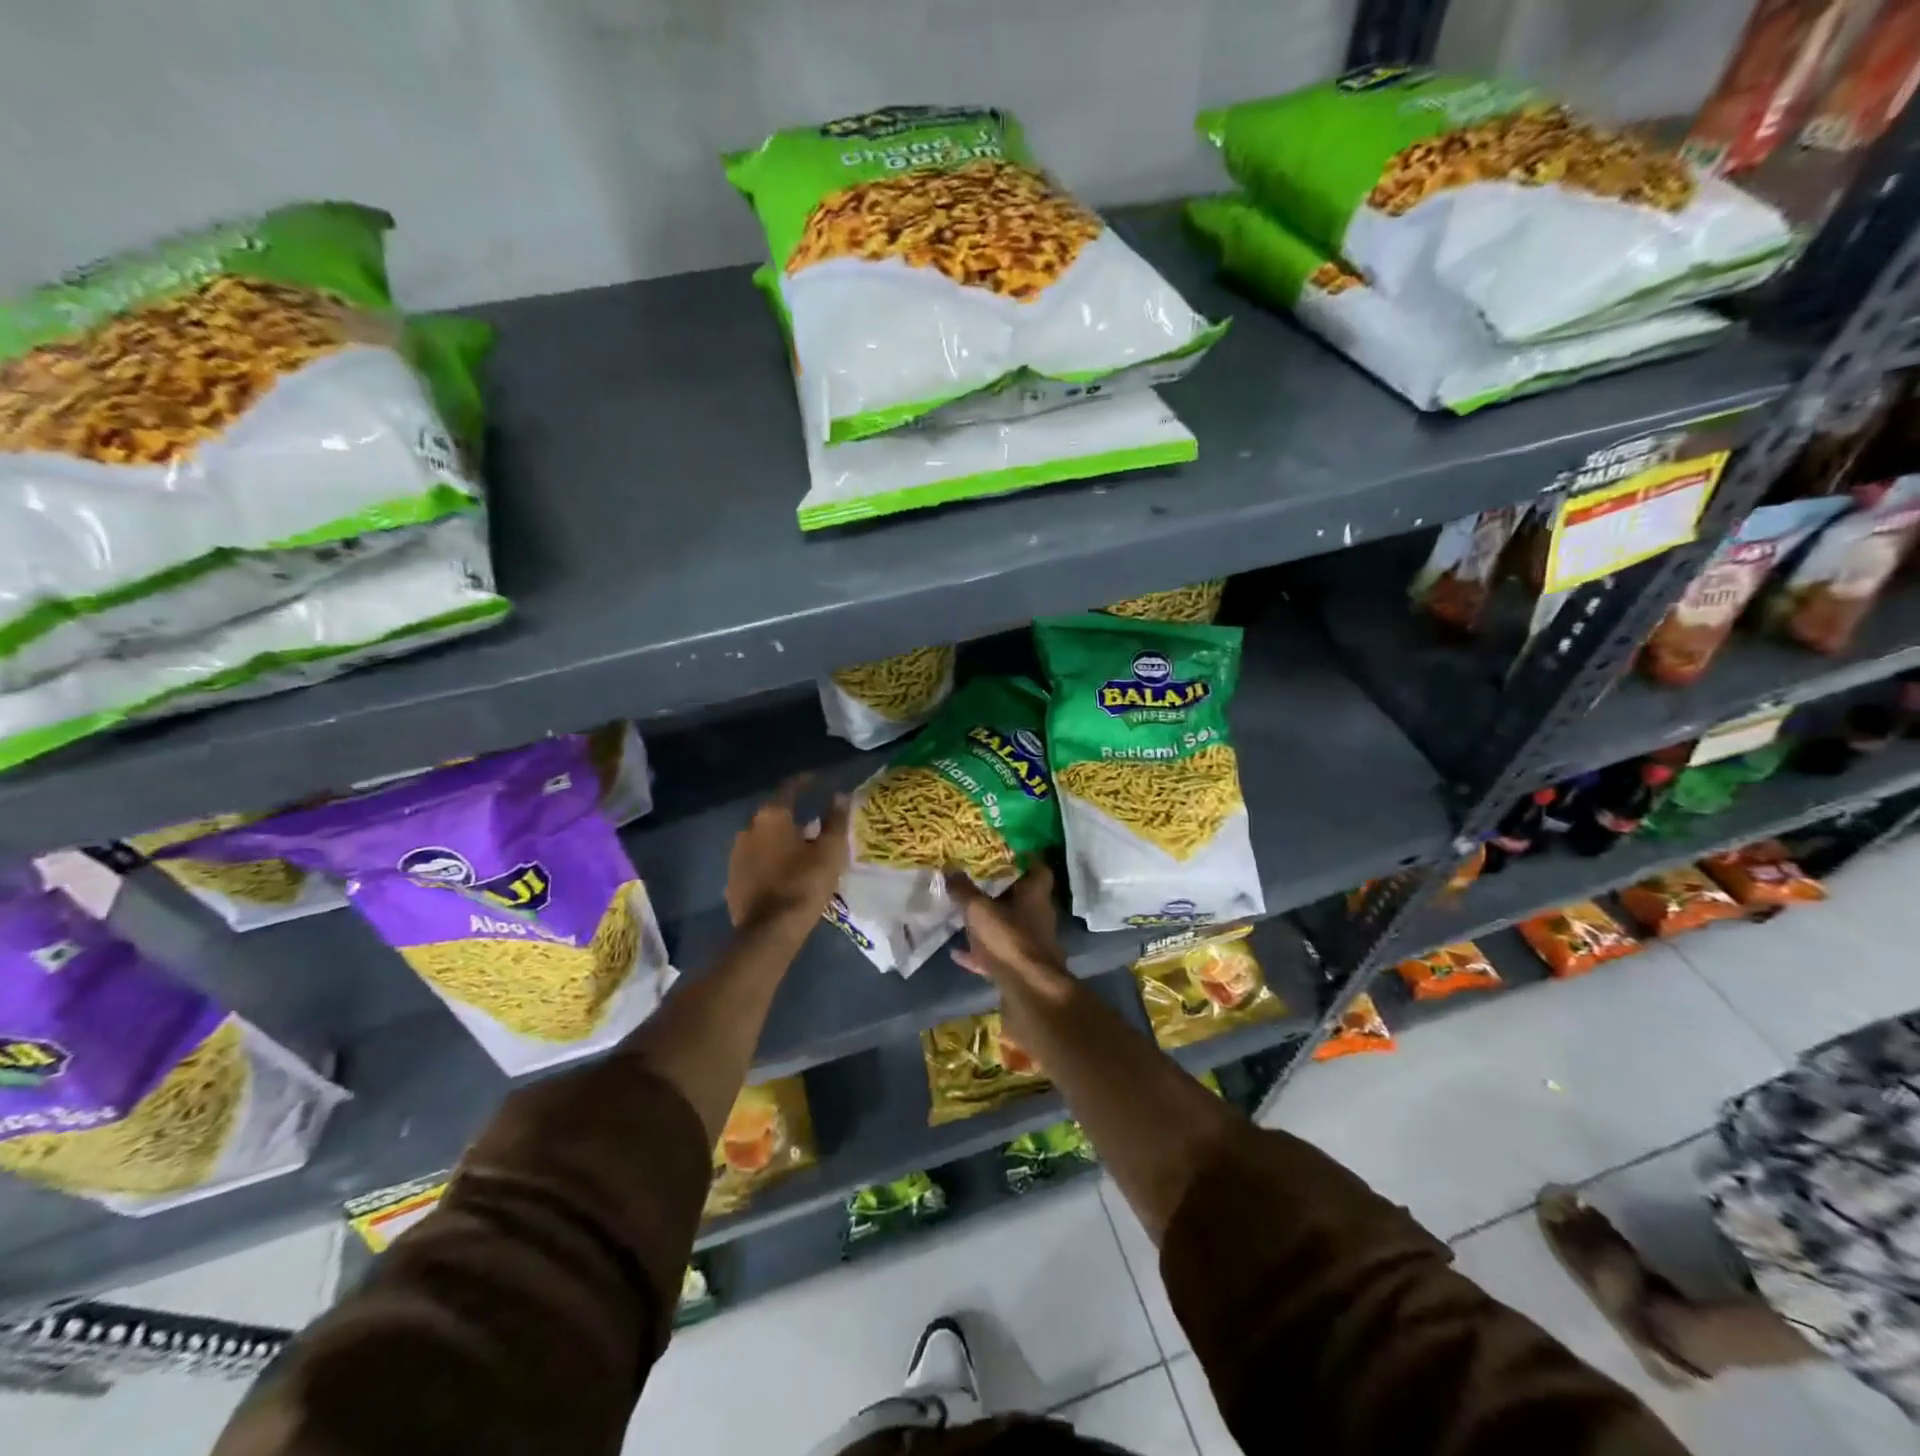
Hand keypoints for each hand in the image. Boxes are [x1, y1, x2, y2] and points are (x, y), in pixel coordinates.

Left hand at [726, 777, 849, 930]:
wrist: (769, 931)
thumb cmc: (804, 883)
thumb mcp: (830, 851)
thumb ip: (835, 820)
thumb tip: (839, 796)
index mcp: (772, 816)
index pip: (789, 788)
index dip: (805, 782)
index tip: (816, 780)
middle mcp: (748, 828)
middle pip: (774, 814)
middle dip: (792, 815)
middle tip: (813, 823)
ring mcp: (736, 854)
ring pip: (763, 838)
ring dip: (779, 839)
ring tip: (799, 849)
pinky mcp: (732, 877)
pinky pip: (755, 859)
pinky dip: (769, 859)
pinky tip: (782, 871)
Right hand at [946, 863, 1068, 988]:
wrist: (1029, 993)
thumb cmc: (1010, 941)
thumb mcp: (980, 910)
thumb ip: (964, 890)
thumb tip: (949, 868)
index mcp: (1035, 896)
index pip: (1038, 869)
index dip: (1025, 858)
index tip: (1005, 851)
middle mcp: (1037, 917)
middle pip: (1021, 898)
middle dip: (999, 891)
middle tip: (975, 881)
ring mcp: (1030, 944)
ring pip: (1008, 926)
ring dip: (989, 922)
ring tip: (963, 915)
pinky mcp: (1020, 968)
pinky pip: (997, 954)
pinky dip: (979, 952)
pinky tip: (957, 953)